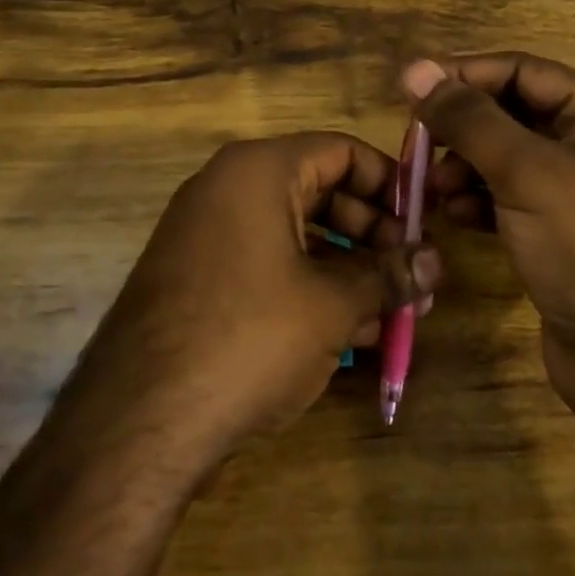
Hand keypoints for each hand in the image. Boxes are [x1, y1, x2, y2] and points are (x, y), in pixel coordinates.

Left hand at [69, 133, 440, 466]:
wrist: (137, 424)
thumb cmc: (250, 337)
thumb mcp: (334, 305)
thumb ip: (390, 274)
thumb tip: (437, 262)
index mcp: (258, 171)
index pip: (341, 151)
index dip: (390, 183)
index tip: (423, 223)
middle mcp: (227, 190)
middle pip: (321, 191)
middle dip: (374, 235)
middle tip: (413, 275)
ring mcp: (206, 237)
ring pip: (297, 236)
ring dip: (349, 269)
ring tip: (394, 312)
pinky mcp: (197, 281)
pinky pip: (268, 267)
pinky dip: (310, 289)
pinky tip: (350, 334)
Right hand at [404, 54, 574, 420]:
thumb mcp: (528, 173)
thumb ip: (469, 119)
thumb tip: (415, 69)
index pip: (524, 71)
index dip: (465, 74)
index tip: (410, 86)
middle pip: (514, 114)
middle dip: (464, 128)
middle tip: (416, 143)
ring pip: (508, 160)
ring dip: (466, 167)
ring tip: (434, 188)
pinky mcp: (562, 235)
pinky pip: (511, 200)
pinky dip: (481, 202)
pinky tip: (456, 215)